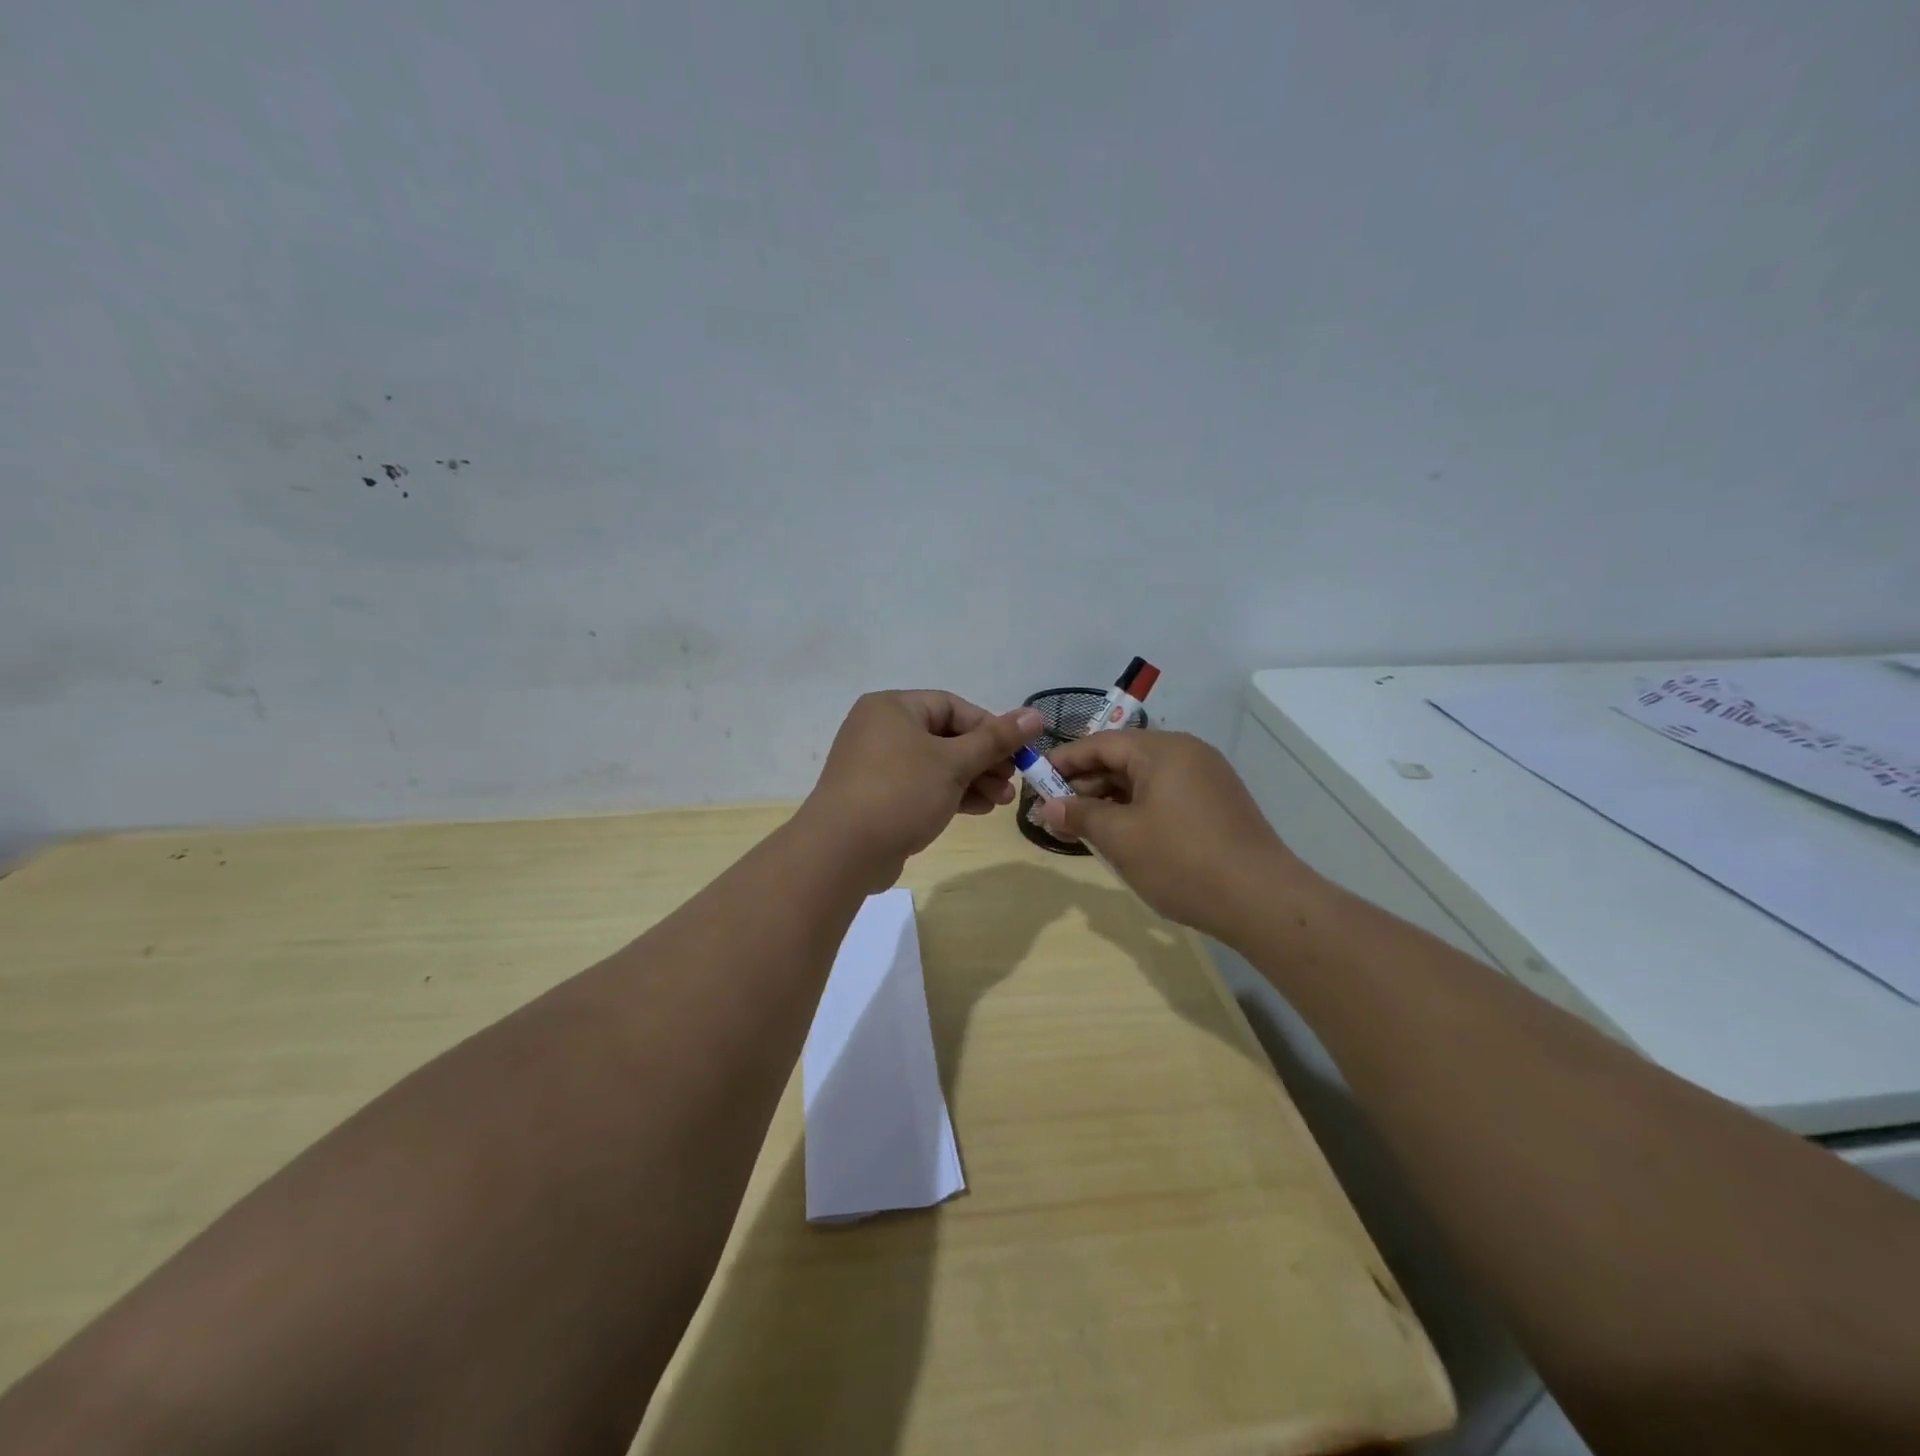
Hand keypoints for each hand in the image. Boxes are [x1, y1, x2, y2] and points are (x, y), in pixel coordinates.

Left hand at [800, 691, 1044, 889]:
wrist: (843, 851)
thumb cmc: (901, 792)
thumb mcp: (954, 763)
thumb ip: (996, 739)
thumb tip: (1035, 715)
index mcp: (893, 708)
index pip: (952, 707)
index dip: (989, 728)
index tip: (1017, 752)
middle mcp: (880, 729)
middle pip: (946, 737)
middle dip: (984, 760)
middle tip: (1012, 782)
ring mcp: (876, 765)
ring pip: (936, 765)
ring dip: (972, 780)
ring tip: (1002, 801)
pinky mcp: (878, 797)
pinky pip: (921, 787)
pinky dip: (950, 794)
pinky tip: (979, 809)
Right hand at [1036, 730, 1316, 939]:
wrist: (1262, 900)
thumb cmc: (1182, 861)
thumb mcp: (1120, 838)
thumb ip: (1079, 816)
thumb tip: (1047, 808)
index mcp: (1163, 750)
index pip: (1100, 743)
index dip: (1063, 761)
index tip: (1033, 781)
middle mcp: (1187, 754)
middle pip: (1122, 759)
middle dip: (1083, 784)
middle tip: (1052, 812)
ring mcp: (1206, 779)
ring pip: (1143, 780)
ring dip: (1108, 800)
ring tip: (1078, 827)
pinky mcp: (1216, 805)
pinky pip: (1163, 796)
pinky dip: (1135, 810)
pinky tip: (1117, 834)